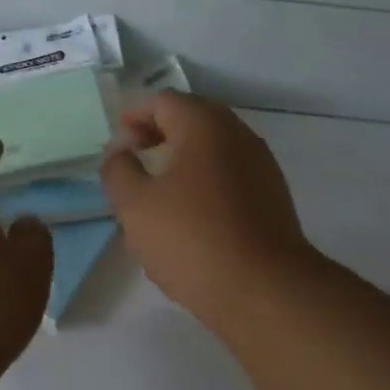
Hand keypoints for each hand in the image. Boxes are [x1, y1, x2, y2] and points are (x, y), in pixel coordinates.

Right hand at [99, 92, 315, 324]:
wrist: (265, 289)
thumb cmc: (192, 239)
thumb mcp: (136, 205)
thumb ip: (118, 170)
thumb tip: (120, 151)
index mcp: (205, 125)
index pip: (163, 101)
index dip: (134, 116)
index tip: (117, 145)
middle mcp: (239, 135)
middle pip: (192, 120)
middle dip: (158, 134)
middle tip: (134, 160)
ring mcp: (261, 166)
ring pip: (213, 150)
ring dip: (182, 159)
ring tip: (157, 191)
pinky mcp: (272, 198)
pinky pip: (230, 176)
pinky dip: (205, 181)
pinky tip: (190, 216)